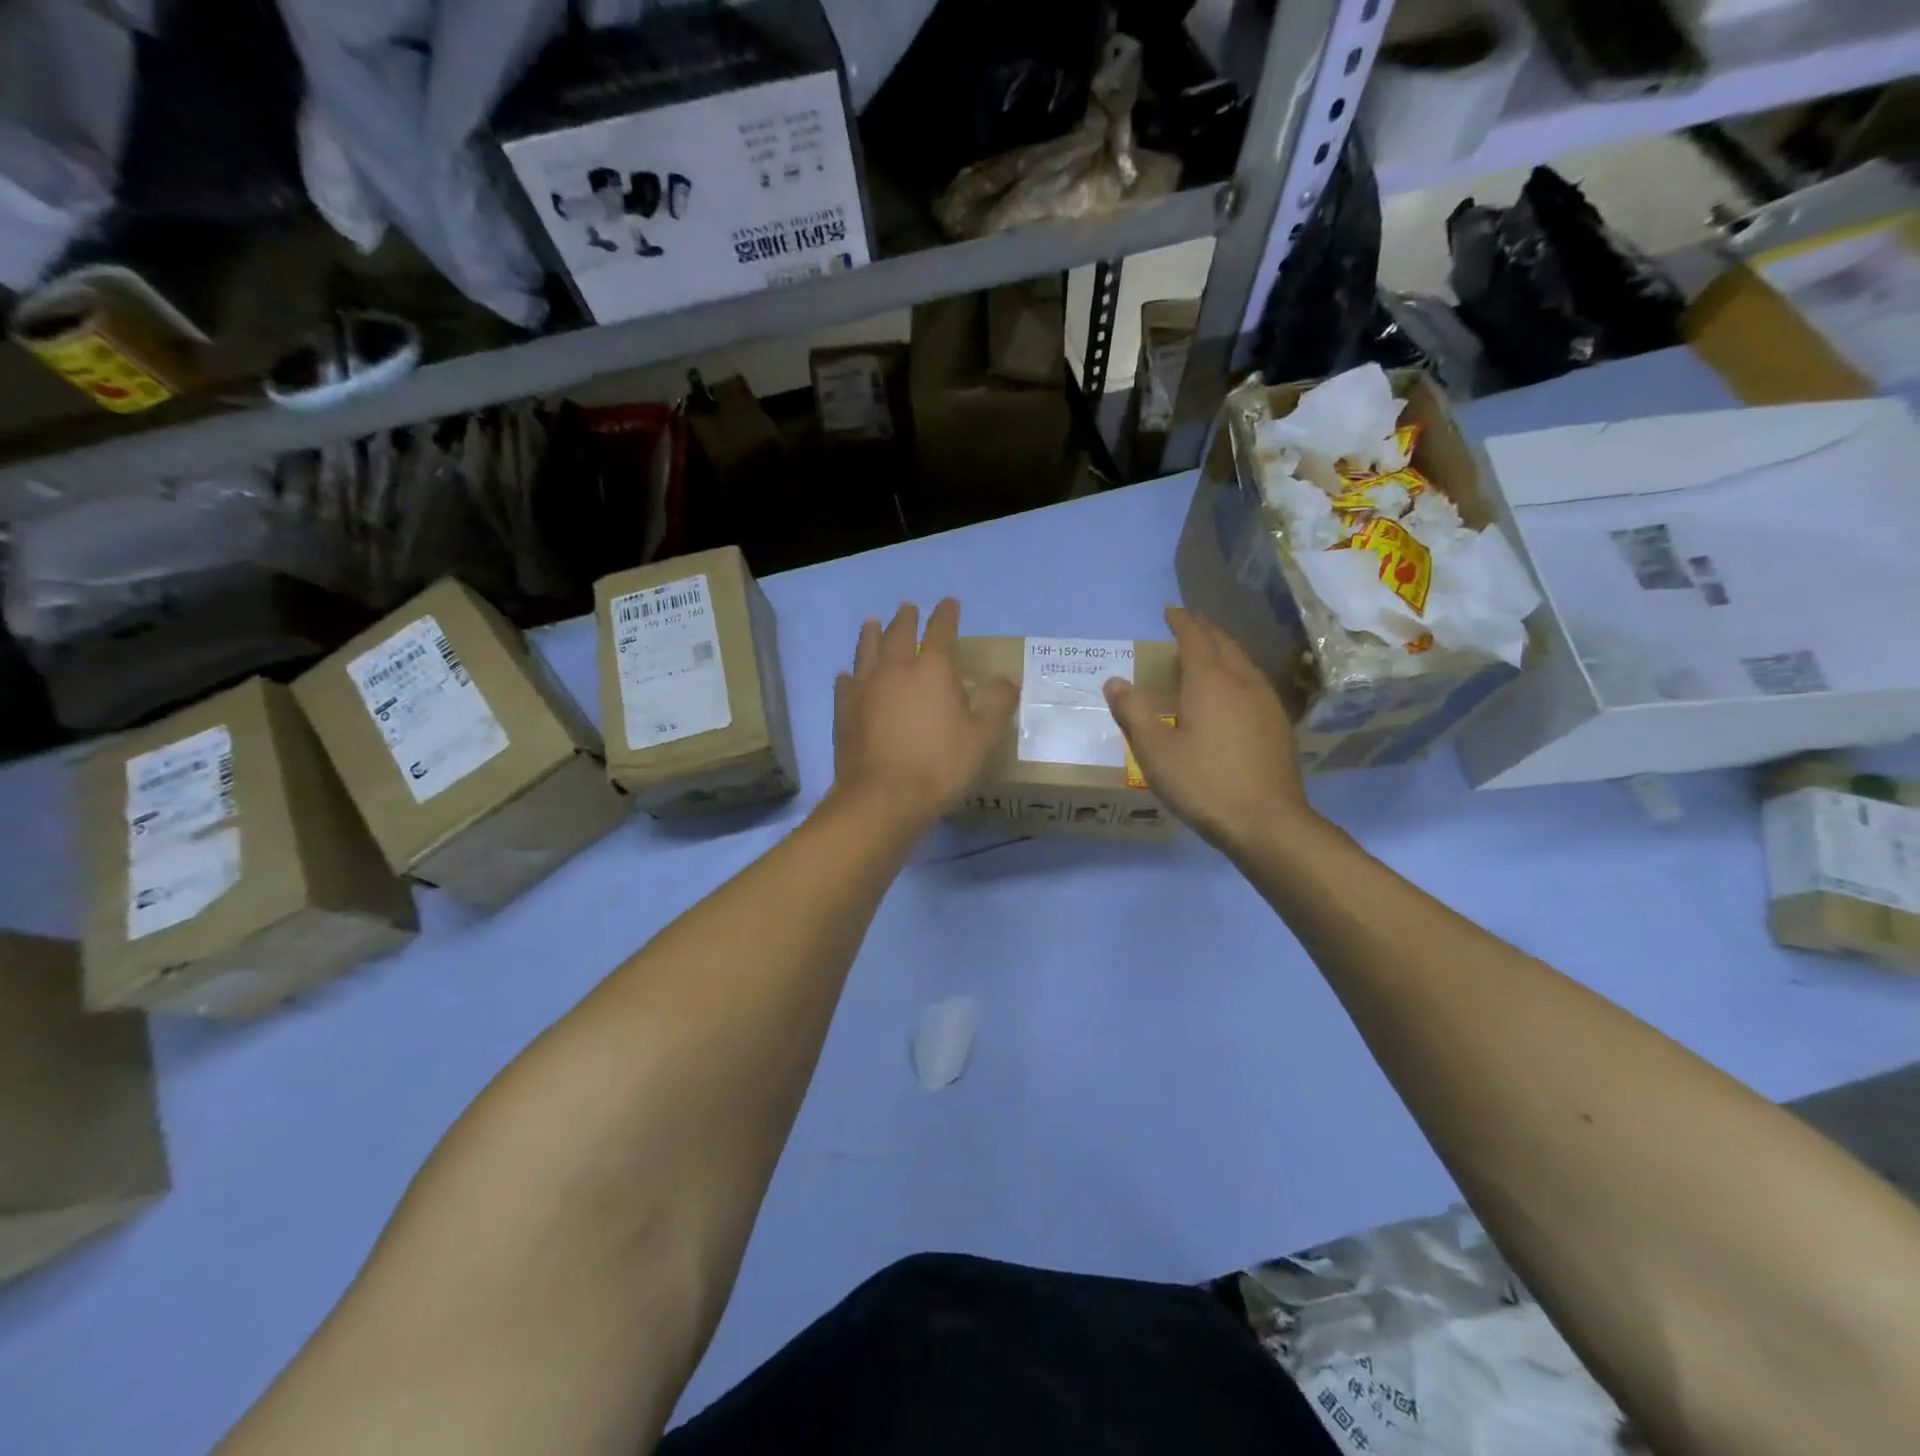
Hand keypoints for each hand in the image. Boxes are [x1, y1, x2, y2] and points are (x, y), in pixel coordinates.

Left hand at [832, 599, 1017, 826]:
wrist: (883, 798)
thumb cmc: (940, 766)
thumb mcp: (983, 738)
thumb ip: (996, 703)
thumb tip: (1007, 678)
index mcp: (932, 670)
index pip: (941, 631)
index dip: (946, 614)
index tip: (949, 603)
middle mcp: (895, 670)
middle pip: (899, 634)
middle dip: (906, 618)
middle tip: (908, 608)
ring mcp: (864, 689)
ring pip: (867, 651)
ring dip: (871, 634)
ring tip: (872, 622)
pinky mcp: (844, 712)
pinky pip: (845, 684)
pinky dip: (849, 675)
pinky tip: (847, 675)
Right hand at [1104, 607, 1313, 852]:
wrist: (1267, 823)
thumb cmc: (1203, 784)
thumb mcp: (1155, 752)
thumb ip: (1133, 713)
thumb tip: (1114, 681)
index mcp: (1210, 682)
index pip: (1195, 638)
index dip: (1182, 622)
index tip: (1170, 612)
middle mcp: (1243, 683)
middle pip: (1225, 644)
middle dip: (1205, 630)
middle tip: (1188, 625)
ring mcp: (1267, 703)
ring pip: (1245, 662)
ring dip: (1225, 649)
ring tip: (1209, 652)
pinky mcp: (1279, 726)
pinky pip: (1255, 683)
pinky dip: (1238, 673)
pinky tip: (1233, 692)